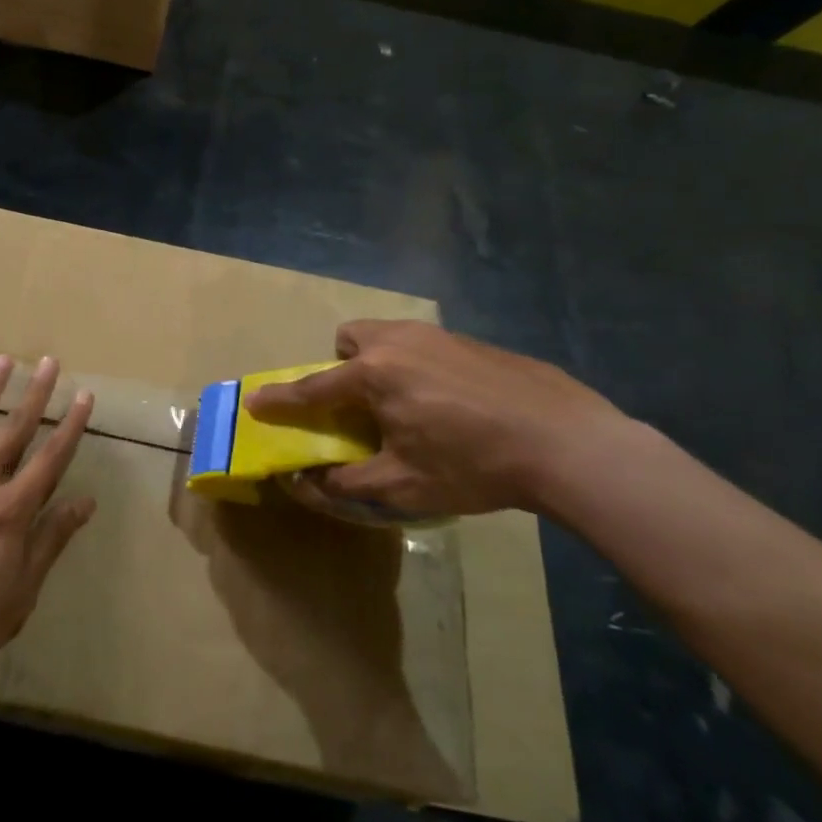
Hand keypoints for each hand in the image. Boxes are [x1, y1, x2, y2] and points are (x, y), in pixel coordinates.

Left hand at [0, 355, 96, 686]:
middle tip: (49, 361)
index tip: (84, 395)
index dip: (70, 425)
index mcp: (11, 510)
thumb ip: (50, 541)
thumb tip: (85, 500)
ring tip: (3, 360)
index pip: (51, 458)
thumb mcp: (18, 595)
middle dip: (35, 394)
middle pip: (14, 430)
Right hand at [244, 321, 632, 519]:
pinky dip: (420, 366)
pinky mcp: (472, 341)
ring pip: (389, 335)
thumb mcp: (403, 486)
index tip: (255, 401)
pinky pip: (425, 345)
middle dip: (343, 365)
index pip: (312, 389)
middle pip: (350, 339)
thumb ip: (346, 484)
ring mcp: (439, 335)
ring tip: (409, 404)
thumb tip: (305, 484)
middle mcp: (398, 341)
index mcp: (373, 374)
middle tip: (362, 405)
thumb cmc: (473, 465)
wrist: (566, 442)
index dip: (280, 399)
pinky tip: (454, 403)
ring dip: (380, 362)